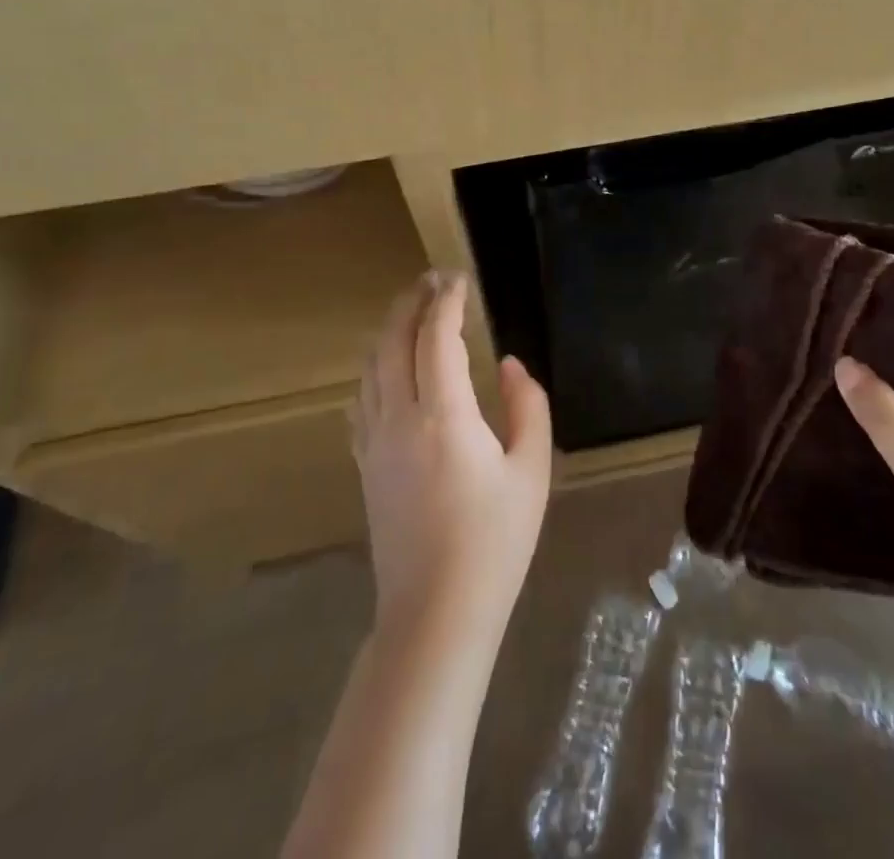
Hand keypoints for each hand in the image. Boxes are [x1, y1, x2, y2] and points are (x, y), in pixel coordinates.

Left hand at [352, 271, 552, 644]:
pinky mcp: (365, 466)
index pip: (436, 338)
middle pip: (393, 342)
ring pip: (371, 367)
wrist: (435, 614)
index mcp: (444, 416)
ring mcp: (375, 443)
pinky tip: (386, 371)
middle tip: (432, 281)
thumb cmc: (494, 542)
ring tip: (411, 314)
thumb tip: (509, 365)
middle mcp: (400, 419)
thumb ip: (528, 407)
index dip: (446, 301)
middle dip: (411, 303)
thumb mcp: (532, 471)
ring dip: (389, 331)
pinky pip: (362, 400)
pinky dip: (375, 370)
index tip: (458, 278)